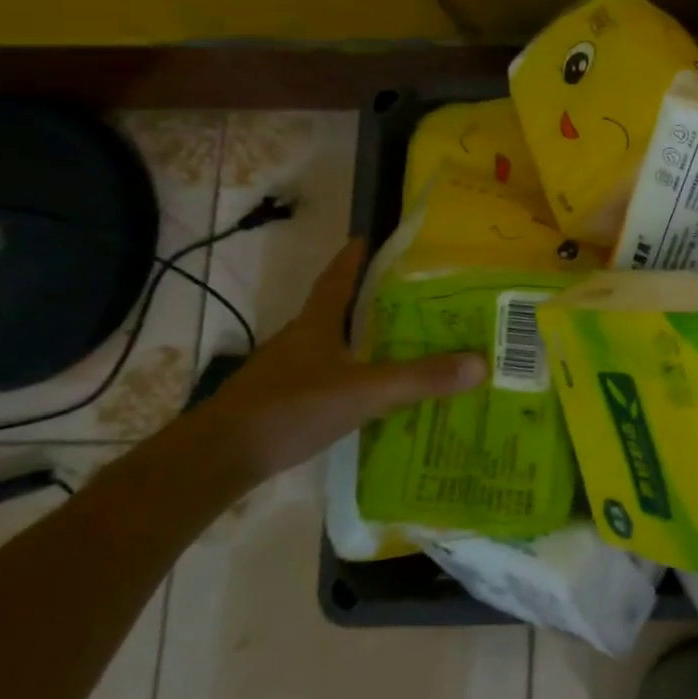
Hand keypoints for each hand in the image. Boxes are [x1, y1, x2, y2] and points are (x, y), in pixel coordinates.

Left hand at [190, 240, 487, 481]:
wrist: (215, 461)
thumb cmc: (289, 409)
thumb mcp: (364, 392)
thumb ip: (420, 379)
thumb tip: (482, 362)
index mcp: (316, 324)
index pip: (338, 279)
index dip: (355, 258)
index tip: (372, 238)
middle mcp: (300, 341)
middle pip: (338, 311)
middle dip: (371, 301)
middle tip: (415, 296)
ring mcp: (287, 373)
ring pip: (333, 347)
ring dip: (363, 342)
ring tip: (405, 343)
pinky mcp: (282, 404)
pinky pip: (328, 379)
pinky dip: (353, 377)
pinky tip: (373, 392)